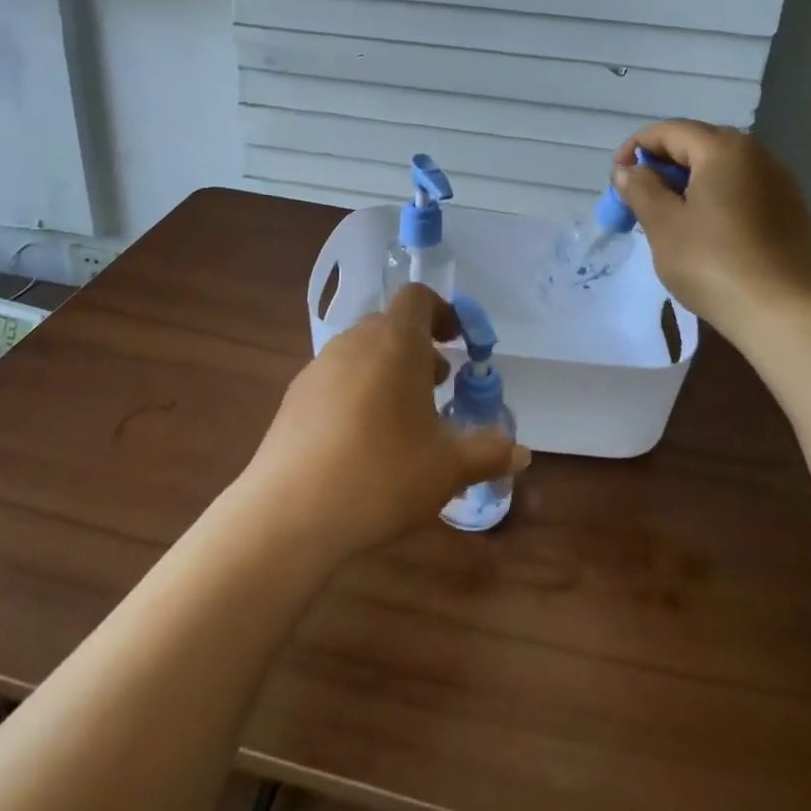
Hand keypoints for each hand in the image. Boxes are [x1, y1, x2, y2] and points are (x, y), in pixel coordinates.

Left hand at [234, 285, 529, 560]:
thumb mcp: (448, 469)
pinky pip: (335, 378)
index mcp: (395, 343)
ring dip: (387, 370)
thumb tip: (520, 452)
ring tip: (402, 418)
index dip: (442, 311)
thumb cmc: (382, 476)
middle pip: (390, 325)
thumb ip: (488, 453)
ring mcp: (318, 368)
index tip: (458, 343)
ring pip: (361, 352)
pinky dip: (357, 391)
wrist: (290, 513)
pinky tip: (361, 441)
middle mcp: (354, 343)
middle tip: (437, 386)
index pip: (417, 297)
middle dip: (418, 348)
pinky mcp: (294, 397)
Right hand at [611, 121, 810, 329]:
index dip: (636, 149)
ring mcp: (780, 184)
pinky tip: (704, 232)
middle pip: (698, 146)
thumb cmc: (712, 261)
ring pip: (722, 170)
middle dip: (662, 166)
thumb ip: (640, 188)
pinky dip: (715, 200)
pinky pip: (743, 191)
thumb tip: (628, 170)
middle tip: (638, 198)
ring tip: (667, 217)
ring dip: (688, 184)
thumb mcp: (663, 224)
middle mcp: (758, 155)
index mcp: (724, 149)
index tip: (616, 178)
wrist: (781, 312)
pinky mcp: (791, 213)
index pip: (670, 131)